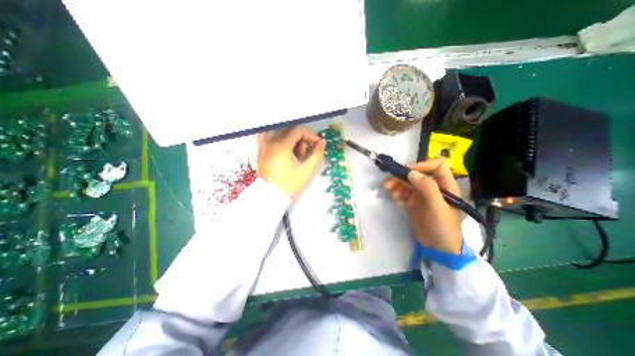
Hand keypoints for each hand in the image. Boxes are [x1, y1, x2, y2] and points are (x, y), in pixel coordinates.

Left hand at [258, 126, 326, 199]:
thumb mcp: (306, 171)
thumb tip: (322, 142)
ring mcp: (264, 144)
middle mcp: (270, 141)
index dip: (311, 135)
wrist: (270, 196)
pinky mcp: (261, 149)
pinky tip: (285, 148)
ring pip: (281, 131)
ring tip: (295, 153)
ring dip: (291, 138)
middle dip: (302, 138)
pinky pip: (269, 135)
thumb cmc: (289, 185)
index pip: (298, 130)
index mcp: (281, 146)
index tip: (317, 145)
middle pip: (290, 129)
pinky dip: (279, 137)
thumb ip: (317, 154)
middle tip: (305, 153)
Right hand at [382, 157, 461, 253]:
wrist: (437, 248)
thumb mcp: (438, 207)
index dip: (423, 165)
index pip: (437, 166)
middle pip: (417, 173)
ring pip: (407, 182)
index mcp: (445, 185)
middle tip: (389, 181)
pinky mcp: (412, 202)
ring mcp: (421, 195)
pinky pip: (402, 192)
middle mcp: (433, 187)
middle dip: (402, 176)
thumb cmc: (443, 227)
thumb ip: (428, 188)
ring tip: (388, 190)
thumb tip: (411, 173)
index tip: (409, 172)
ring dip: (396, 184)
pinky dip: (396, 193)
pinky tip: (394, 198)